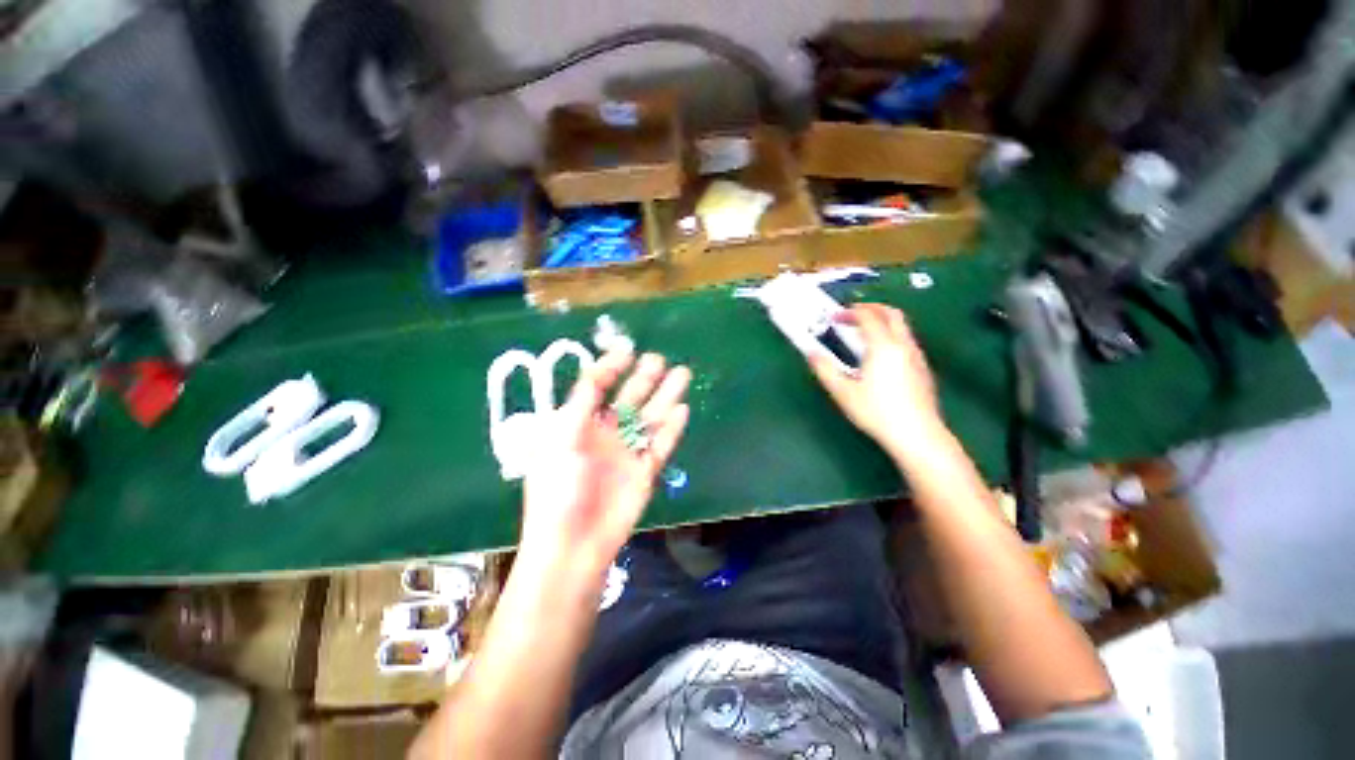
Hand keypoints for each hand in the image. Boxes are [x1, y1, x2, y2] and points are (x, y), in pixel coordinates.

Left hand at [521, 350, 689, 581]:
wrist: (573, 545)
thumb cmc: (558, 489)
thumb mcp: (560, 439)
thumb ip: (580, 405)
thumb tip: (596, 373)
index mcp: (578, 425)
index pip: (596, 388)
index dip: (610, 368)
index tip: (628, 351)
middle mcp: (604, 434)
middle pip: (629, 399)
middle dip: (644, 378)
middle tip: (660, 359)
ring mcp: (626, 453)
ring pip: (650, 418)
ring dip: (665, 397)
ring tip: (682, 374)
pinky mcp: (645, 472)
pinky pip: (661, 445)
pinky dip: (672, 429)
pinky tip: (683, 409)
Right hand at [808, 303, 943, 458]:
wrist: (917, 434)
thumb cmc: (876, 412)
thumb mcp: (843, 392)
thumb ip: (824, 369)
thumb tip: (811, 353)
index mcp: (883, 346)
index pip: (867, 316)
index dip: (849, 312)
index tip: (833, 317)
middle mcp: (903, 345)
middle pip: (891, 313)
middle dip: (870, 308)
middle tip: (852, 314)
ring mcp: (916, 356)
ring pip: (902, 326)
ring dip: (882, 321)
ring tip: (862, 333)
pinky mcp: (922, 368)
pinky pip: (906, 340)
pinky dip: (891, 335)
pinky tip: (879, 355)